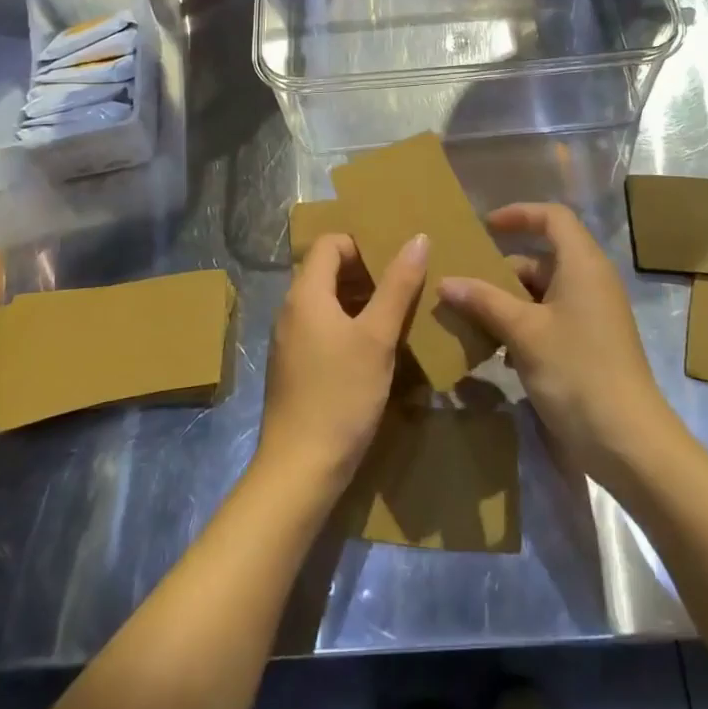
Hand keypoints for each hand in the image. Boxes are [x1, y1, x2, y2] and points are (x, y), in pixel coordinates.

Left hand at [254, 231, 427, 493]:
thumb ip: (398, 286)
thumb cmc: (341, 395)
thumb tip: (417, 238)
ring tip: (397, 315)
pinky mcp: (295, 367)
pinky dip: (349, 326)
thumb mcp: (377, 337)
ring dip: (361, 301)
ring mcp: (290, 340)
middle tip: (404, 286)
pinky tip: (376, 349)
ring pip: (327, 301)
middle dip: (366, 272)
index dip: (362, 244)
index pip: (330, 243)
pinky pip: (323, 328)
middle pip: (327, 270)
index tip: (395, 262)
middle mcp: (291, 310)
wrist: (300, 470)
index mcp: (305, 294)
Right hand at [439, 203, 679, 487]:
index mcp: (582, 264)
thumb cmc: (576, 370)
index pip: (553, 218)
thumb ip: (484, 301)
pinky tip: (495, 351)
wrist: (627, 442)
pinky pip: (550, 320)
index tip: (485, 228)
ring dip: (507, 303)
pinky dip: (522, 327)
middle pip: (542, 258)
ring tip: (469, 318)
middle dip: (502, 269)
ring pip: (542, 293)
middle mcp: (590, 282)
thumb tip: (446, 281)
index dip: (519, 214)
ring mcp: (591, 316)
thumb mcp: (524, 332)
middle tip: (463, 284)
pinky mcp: (589, 346)